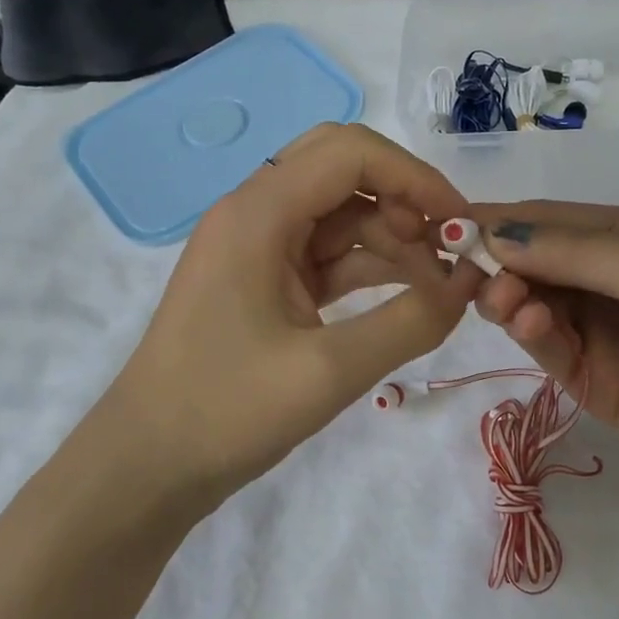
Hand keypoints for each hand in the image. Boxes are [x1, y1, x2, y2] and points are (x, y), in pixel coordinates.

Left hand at [102, 124, 480, 506]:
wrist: (148, 466)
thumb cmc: (226, 413)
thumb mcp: (329, 371)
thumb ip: (410, 323)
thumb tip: (470, 285)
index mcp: (257, 213)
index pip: (349, 152)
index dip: (415, 178)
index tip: (462, 225)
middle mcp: (254, 213)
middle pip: (343, 170)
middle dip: (403, 201)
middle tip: (448, 249)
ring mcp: (257, 248)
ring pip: (339, 215)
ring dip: (392, 240)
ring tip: (441, 288)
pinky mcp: (263, 282)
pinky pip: (326, 255)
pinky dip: (369, 268)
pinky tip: (409, 296)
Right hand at [471, 202, 618, 505]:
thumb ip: (578, 251)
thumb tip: (494, 234)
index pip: (546, 221)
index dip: (497, 221)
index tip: (445, 226)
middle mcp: (605, 280)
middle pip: (528, 263)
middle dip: (496, 262)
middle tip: (470, 271)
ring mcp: (597, 332)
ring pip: (529, 306)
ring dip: (509, 298)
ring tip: (508, 302)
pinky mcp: (593, 381)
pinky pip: (548, 349)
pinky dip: (530, 334)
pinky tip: (530, 324)